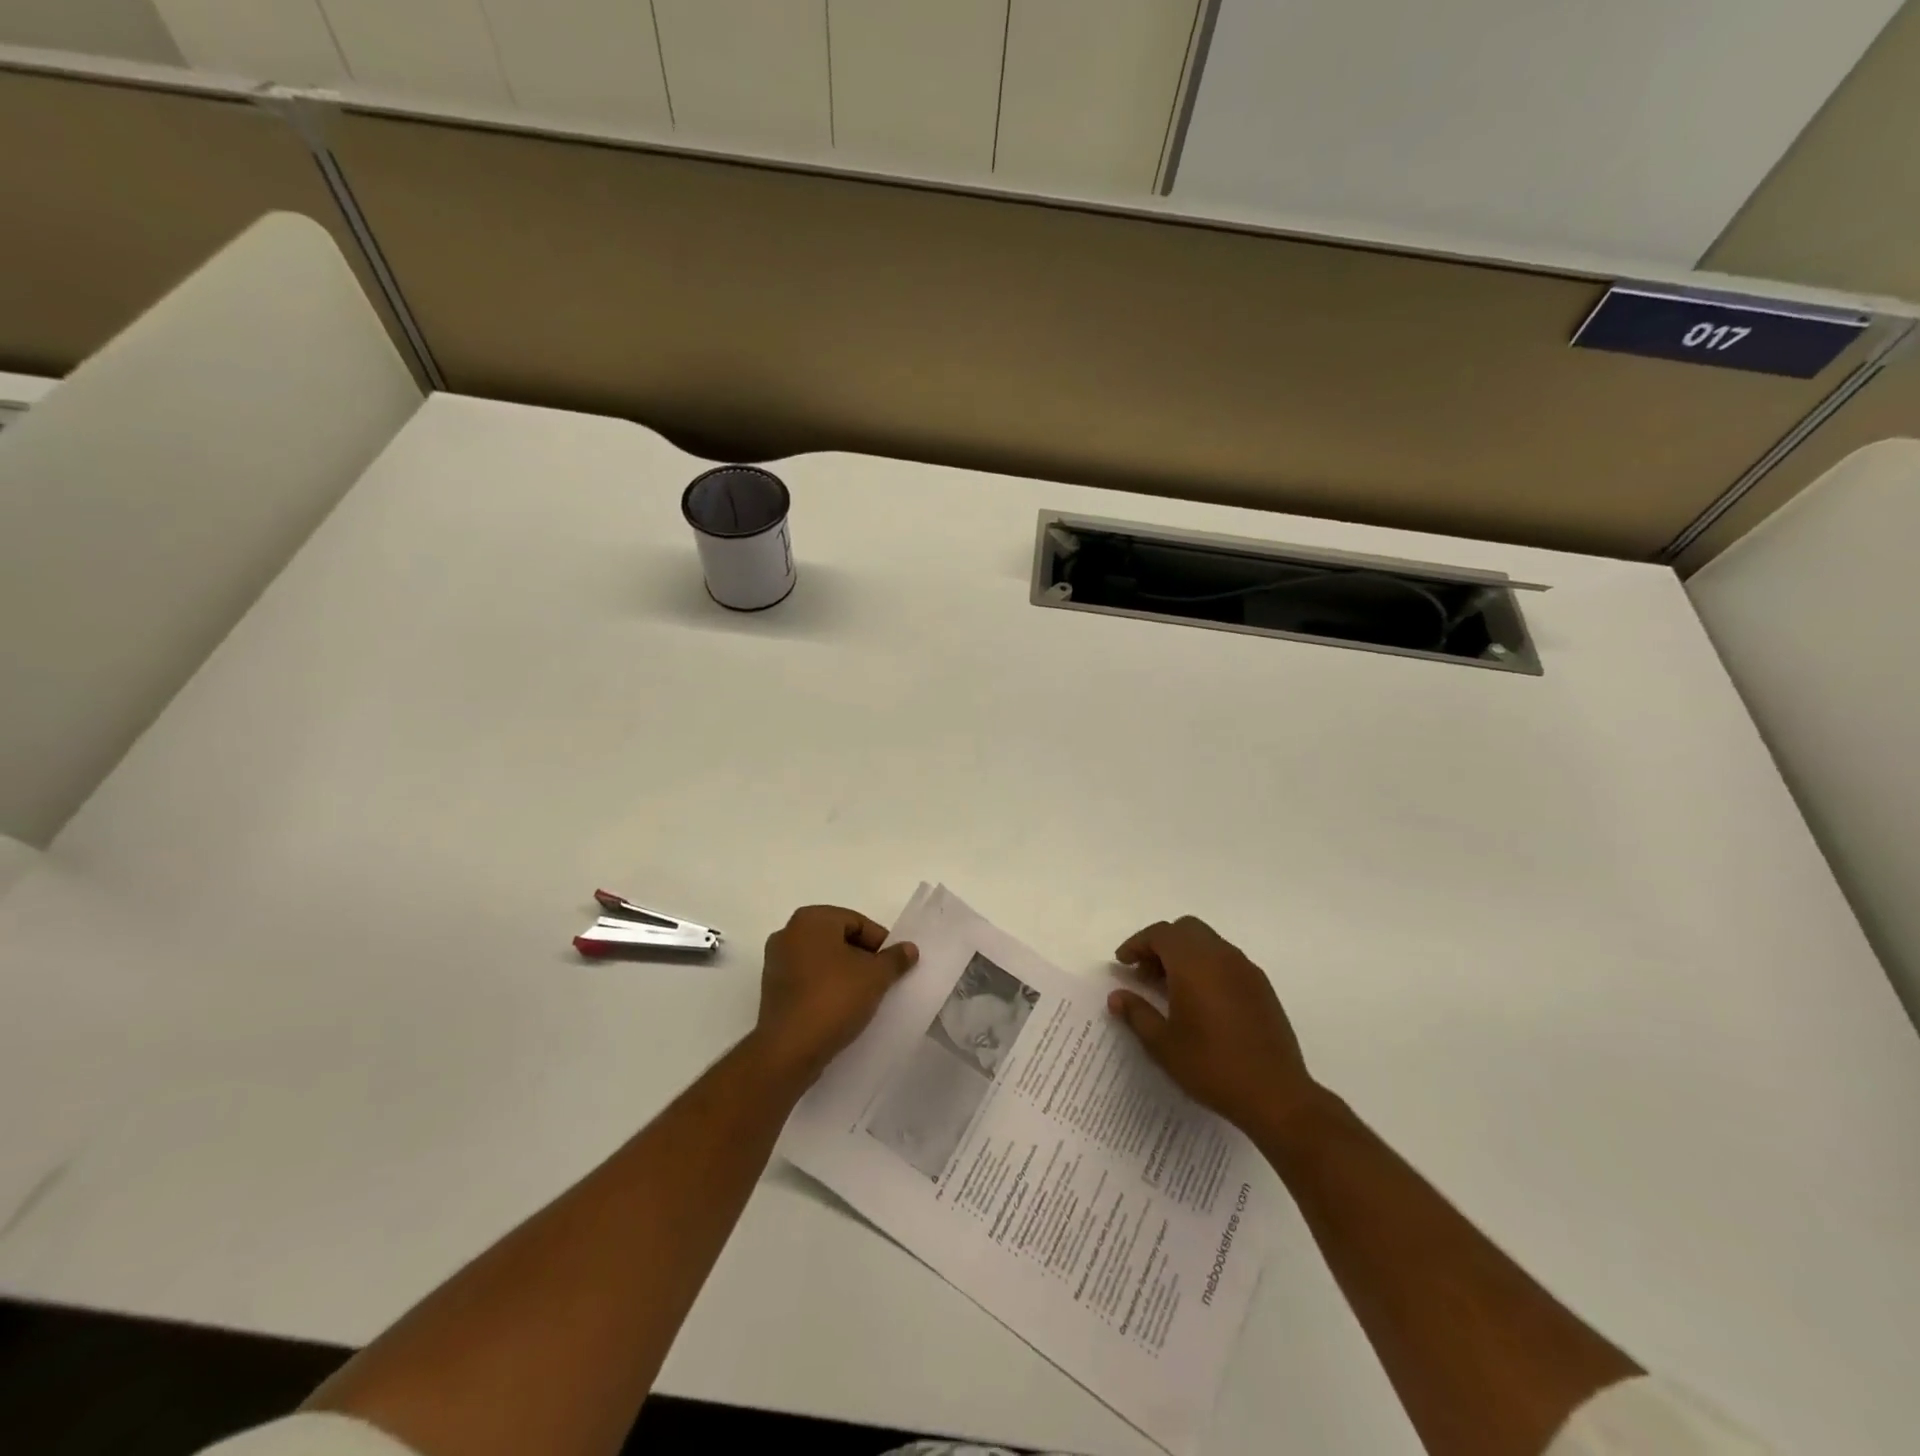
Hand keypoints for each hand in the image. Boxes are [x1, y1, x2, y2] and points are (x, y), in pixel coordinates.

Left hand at [755, 906, 917, 1086]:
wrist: (789, 1049)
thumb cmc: (834, 999)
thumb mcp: (875, 976)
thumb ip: (895, 958)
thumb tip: (909, 948)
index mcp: (811, 919)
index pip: (857, 922)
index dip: (880, 943)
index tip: (894, 965)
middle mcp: (788, 933)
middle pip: (838, 939)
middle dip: (862, 957)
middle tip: (882, 980)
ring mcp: (776, 962)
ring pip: (822, 960)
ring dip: (844, 974)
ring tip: (865, 997)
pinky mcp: (772, 990)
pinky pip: (807, 980)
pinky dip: (826, 988)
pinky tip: (841, 1009)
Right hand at [1108, 916, 1319, 1135]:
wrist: (1276, 1095)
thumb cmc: (1211, 1066)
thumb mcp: (1163, 1044)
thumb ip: (1137, 1013)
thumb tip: (1117, 996)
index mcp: (1194, 963)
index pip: (1160, 934)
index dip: (1137, 944)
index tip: (1123, 963)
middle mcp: (1221, 956)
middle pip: (1185, 930)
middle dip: (1161, 944)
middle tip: (1145, 973)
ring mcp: (1246, 969)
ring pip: (1208, 942)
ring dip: (1185, 954)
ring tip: (1170, 989)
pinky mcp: (1262, 986)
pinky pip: (1227, 960)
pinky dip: (1207, 966)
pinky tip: (1201, 1001)